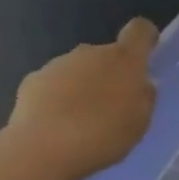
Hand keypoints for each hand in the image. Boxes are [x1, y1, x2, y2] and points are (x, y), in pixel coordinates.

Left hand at [8, 17, 158, 179]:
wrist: (44, 149)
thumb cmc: (104, 136)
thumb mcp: (139, 123)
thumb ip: (144, 98)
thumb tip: (141, 84)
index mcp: (124, 60)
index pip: (140, 30)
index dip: (145, 38)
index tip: (144, 57)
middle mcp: (91, 52)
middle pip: (107, 55)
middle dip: (111, 74)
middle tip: (112, 108)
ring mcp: (59, 64)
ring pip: (79, 69)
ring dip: (83, 87)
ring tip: (81, 122)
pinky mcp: (33, 79)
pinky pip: (54, 83)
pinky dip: (58, 98)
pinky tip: (56, 125)